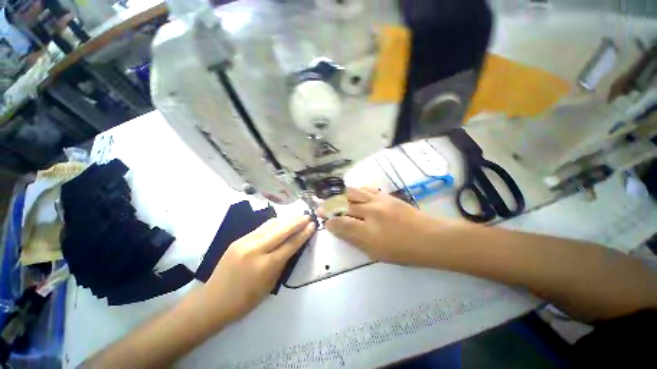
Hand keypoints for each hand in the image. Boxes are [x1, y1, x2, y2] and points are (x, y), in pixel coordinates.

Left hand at [200, 216, 314, 326]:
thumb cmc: (245, 301)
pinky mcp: (238, 240)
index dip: (303, 234)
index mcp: (266, 265)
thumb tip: (291, 246)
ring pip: (271, 225)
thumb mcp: (270, 285)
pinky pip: (261, 228)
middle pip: (282, 231)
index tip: (312, 225)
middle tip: (307, 216)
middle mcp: (256, 250)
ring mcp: (245, 242)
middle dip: (297, 222)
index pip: (290, 245)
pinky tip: (280, 222)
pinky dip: (274, 224)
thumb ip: (281, 263)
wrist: (213, 301)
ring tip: (297, 216)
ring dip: (286, 220)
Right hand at [322, 188, 453, 264]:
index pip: (341, 223)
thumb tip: (338, 230)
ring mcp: (378, 201)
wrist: (430, 237)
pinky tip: (353, 192)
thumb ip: (354, 239)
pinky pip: (367, 189)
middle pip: (344, 205)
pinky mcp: (386, 195)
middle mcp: (370, 212)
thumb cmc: (403, 251)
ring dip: (341, 195)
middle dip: (330, 206)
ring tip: (334, 198)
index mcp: (368, 231)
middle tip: (321, 207)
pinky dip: (356, 190)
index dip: (330, 222)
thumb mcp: (376, 253)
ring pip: (353, 193)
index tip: (324, 221)